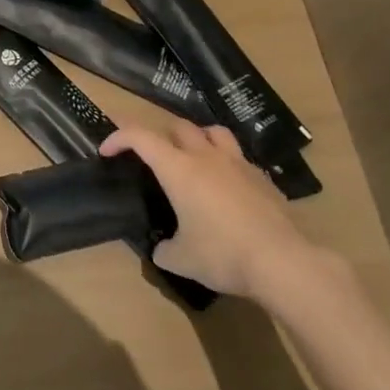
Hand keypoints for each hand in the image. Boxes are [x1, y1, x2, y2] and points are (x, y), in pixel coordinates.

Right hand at [100, 118, 326, 304]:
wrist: (283, 262)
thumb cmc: (222, 254)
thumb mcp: (181, 259)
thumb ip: (164, 249)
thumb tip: (162, 248)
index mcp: (178, 169)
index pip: (140, 137)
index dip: (118, 137)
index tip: (106, 150)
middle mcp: (206, 157)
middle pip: (178, 126)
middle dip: (160, 136)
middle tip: (154, 159)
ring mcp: (238, 164)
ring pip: (213, 131)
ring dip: (197, 138)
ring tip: (193, 158)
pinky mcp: (263, 178)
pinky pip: (239, 157)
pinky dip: (226, 163)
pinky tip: (227, 187)